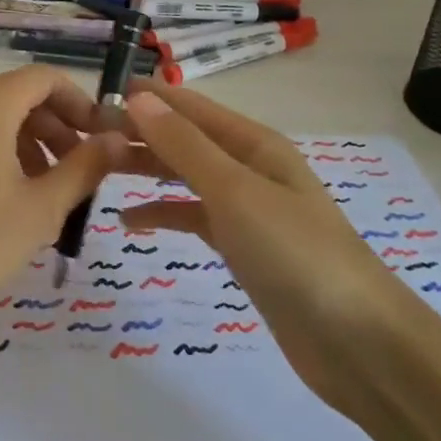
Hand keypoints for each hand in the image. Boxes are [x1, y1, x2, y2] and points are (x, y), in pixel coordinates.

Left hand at [0, 68, 126, 377]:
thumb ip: (85, 167)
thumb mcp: (39, 210)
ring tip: (41, 191)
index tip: (99, 139)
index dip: (79, 103)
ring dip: (22, 143)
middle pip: (15, 96)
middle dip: (53, 128)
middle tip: (76, 172)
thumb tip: (117, 140)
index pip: (44, 79)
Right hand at [116, 85, 407, 411]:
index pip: (189, 106)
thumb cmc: (295, 253)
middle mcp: (249, 167)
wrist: (357, 342)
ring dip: (146, 169)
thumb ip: (184, 145)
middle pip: (185, 138)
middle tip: (83, 139)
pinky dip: (162, 213)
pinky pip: (192, 216)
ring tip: (98, 170)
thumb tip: (138, 99)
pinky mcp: (242, 246)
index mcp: (253, 143)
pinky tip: (129, 222)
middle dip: (139, 133)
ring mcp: (246, 208)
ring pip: (185, 175)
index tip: (94, 98)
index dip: (146, 98)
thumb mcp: (234, 191)